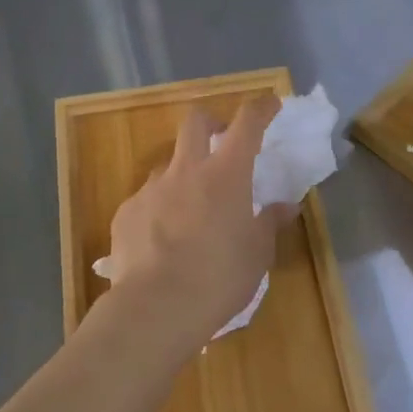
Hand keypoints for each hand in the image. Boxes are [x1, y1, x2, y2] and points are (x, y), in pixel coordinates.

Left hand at [103, 97, 296, 355]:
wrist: (156, 307)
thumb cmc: (219, 278)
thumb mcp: (257, 254)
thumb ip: (270, 223)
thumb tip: (286, 206)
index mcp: (226, 174)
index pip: (247, 123)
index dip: (261, 108)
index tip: (270, 104)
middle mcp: (186, 170)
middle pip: (195, 122)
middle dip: (211, 122)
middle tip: (221, 139)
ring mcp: (151, 188)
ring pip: (168, 164)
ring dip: (183, 174)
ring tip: (190, 208)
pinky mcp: (126, 212)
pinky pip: (146, 199)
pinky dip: (159, 209)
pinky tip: (162, 240)